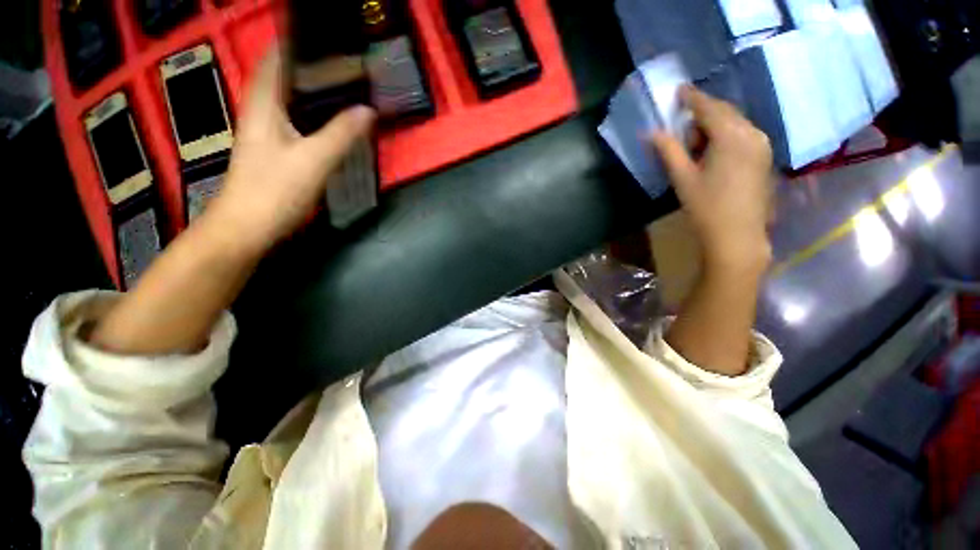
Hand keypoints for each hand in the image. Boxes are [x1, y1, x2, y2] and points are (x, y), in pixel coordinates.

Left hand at [207, 50, 375, 250]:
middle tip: (343, 63)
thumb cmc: (275, 190)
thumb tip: (368, 110)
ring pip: (289, 101)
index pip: (276, 60)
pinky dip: (312, 115)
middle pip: (283, 78)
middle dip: (310, 66)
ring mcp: (266, 134)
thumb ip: (341, 133)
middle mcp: (261, 113)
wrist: (248, 228)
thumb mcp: (314, 160)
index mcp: (264, 105)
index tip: (323, 37)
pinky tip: (331, 121)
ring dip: (312, 91)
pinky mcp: (275, 152)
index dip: (295, 44)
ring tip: (342, 86)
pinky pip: (294, 122)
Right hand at [652, 86, 772, 274]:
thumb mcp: (682, 178)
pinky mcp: (765, 157)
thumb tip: (652, 132)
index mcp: (731, 136)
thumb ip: (668, 151)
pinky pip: (744, 134)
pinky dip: (726, 136)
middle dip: (703, 114)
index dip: (692, 98)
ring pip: (735, 123)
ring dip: (714, 127)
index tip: (679, 89)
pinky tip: (713, 154)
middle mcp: (752, 133)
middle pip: (725, 112)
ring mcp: (762, 144)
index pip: (709, 108)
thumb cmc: (705, 207)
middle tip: (682, 130)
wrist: (737, 235)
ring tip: (695, 147)